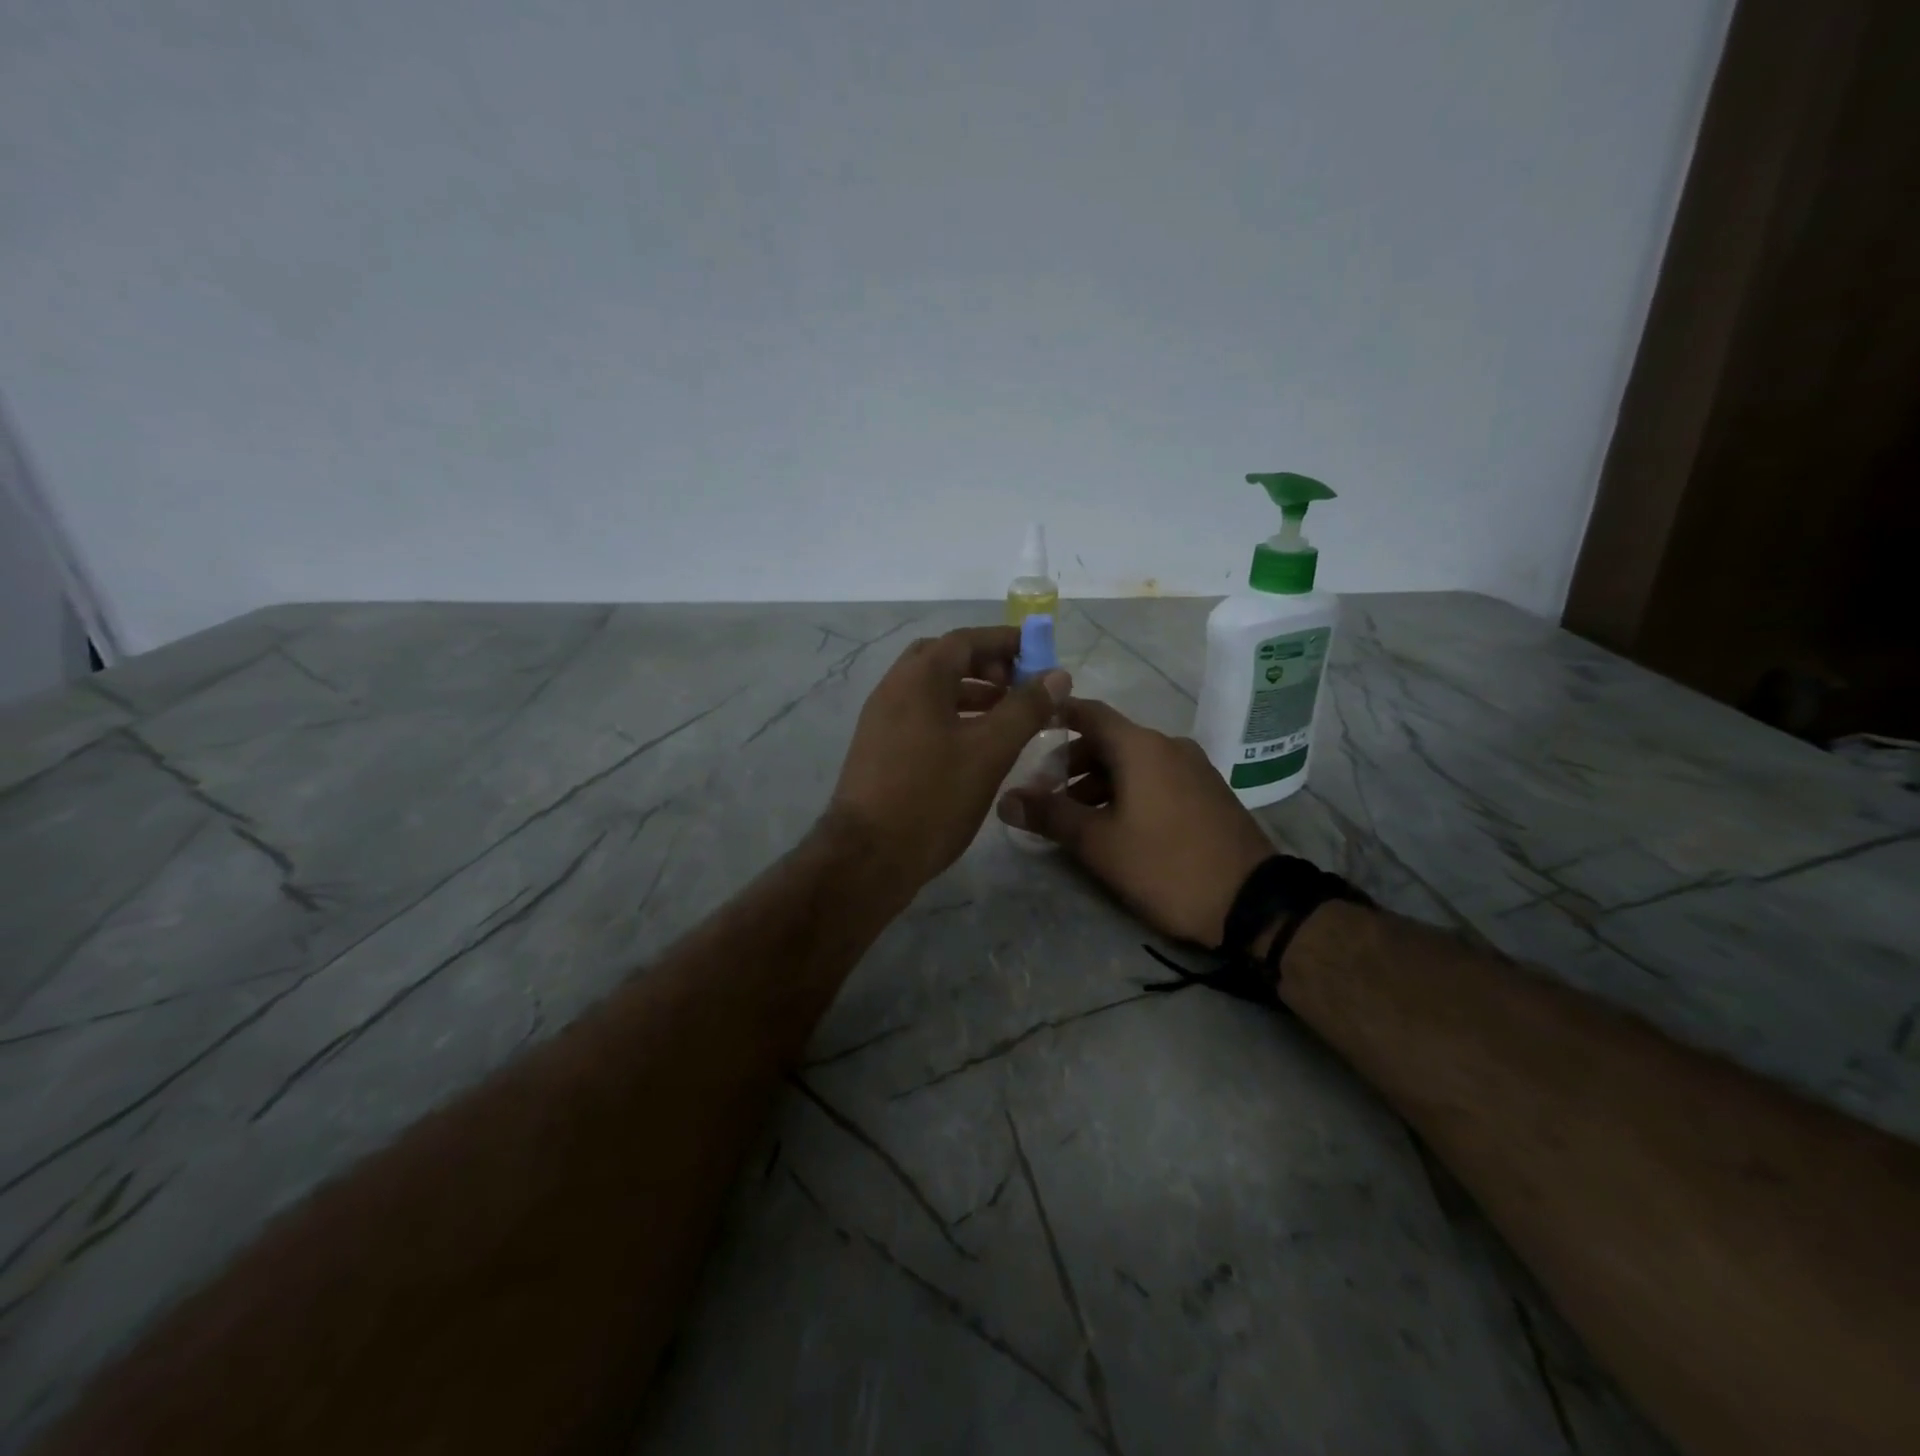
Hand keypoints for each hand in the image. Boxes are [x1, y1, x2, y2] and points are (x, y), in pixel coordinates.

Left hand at [829, 626, 1070, 890]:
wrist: (868, 857)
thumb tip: (1057, 675)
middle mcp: (893, 688)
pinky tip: (973, 744)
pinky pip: (919, 714)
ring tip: (1006, 715)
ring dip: (969, 691)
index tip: (1039, 653)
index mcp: (918, 678)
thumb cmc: (933, 797)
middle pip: (943, 659)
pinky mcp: (878, 748)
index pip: (965, 640)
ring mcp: (880, 719)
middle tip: (1018, 685)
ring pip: (930, 689)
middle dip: (985, 664)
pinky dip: (950, 715)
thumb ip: (1025, 709)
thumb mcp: (989, 751)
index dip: (1005, 642)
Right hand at [997, 697, 1274, 945]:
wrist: (1251, 901)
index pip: (1089, 713)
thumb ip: (1050, 815)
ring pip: (1133, 762)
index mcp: (1141, 747)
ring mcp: (1193, 768)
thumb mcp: (1099, 843)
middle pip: (1109, 739)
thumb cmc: (1165, 865)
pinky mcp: (1207, 792)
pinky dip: (1128, 790)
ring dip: (1099, 781)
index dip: (1056, 716)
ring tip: (1076, 817)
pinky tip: (1116, 825)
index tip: (1028, 728)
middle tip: (1045, 793)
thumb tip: (1005, 799)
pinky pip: (1157, 778)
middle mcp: (1168, 746)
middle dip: (1072, 762)